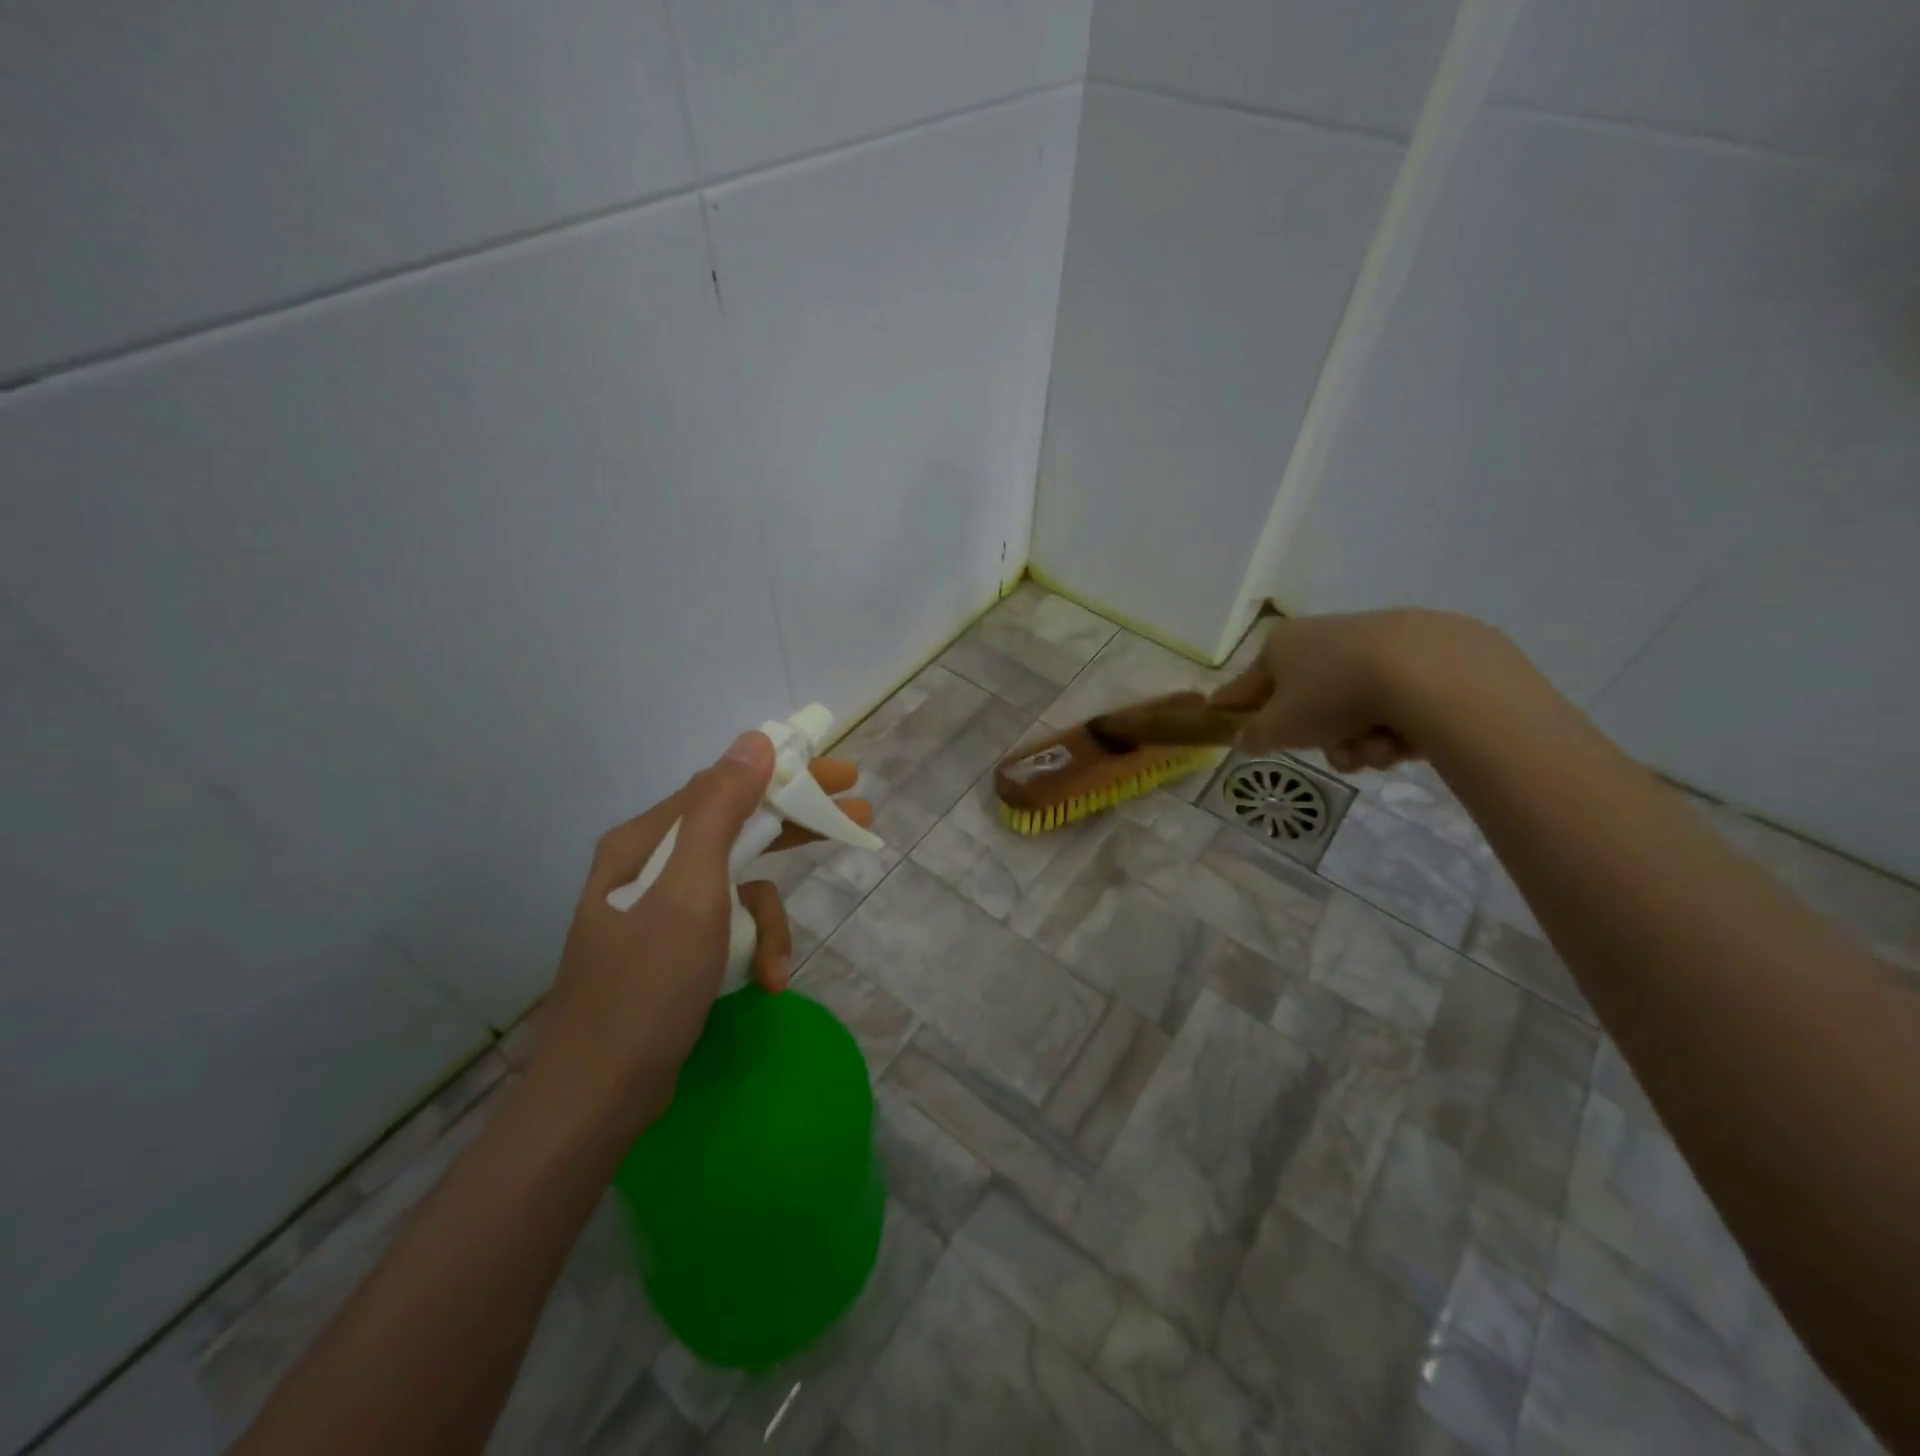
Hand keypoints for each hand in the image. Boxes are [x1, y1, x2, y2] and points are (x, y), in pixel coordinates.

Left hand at [525, 731, 872, 1142]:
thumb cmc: (647, 986)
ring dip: (769, 921)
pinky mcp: (675, 948)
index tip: (840, 773)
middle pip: (739, 826)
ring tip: (778, 966)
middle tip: (856, 814)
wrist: (597, 1095)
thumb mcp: (692, 890)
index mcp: (649, 840)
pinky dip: (752, 949)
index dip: (787, 773)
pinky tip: (765, 983)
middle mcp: (654, 864)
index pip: (727, 784)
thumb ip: (721, 810)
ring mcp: (664, 909)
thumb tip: (755, 739)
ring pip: (741, 885)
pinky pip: (729, 926)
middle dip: (796, 827)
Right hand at [1209, 609, 1513, 773]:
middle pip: (1308, 705)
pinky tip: (1406, 737)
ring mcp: (1372, 644)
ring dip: (1360, 742)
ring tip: (1377, 749)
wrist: (1426, 672)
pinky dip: (1394, 727)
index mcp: (1281, 646)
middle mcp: (1322, 637)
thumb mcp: (1279, 727)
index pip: (1248, 683)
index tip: (1220, 714)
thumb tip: (1243, 738)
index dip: (1234, 705)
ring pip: (1351, 711)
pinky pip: (1391, 703)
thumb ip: (1254, 735)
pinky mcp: (1420, 655)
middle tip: (1337, 754)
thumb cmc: (1331, 695)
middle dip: (1324, 740)